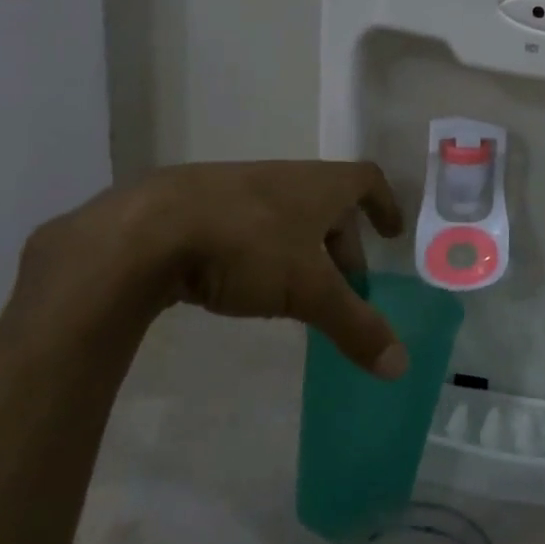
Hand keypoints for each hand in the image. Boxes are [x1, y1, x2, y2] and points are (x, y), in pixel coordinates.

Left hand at [17, 161, 408, 377]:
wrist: (144, 231)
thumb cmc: (247, 246)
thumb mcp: (309, 290)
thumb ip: (355, 325)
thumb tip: (400, 365)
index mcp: (318, 185)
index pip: (366, 180)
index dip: (385, 204)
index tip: (391, 234)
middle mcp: (282, 178)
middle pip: (326, 204)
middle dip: (342, 243)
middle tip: (345, 286)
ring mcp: (236, 188)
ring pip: (284, 215)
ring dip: (299, 248)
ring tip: (295, 291)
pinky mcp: (195, 207)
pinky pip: (244, 225)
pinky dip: (258, 251)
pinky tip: (241, 285)